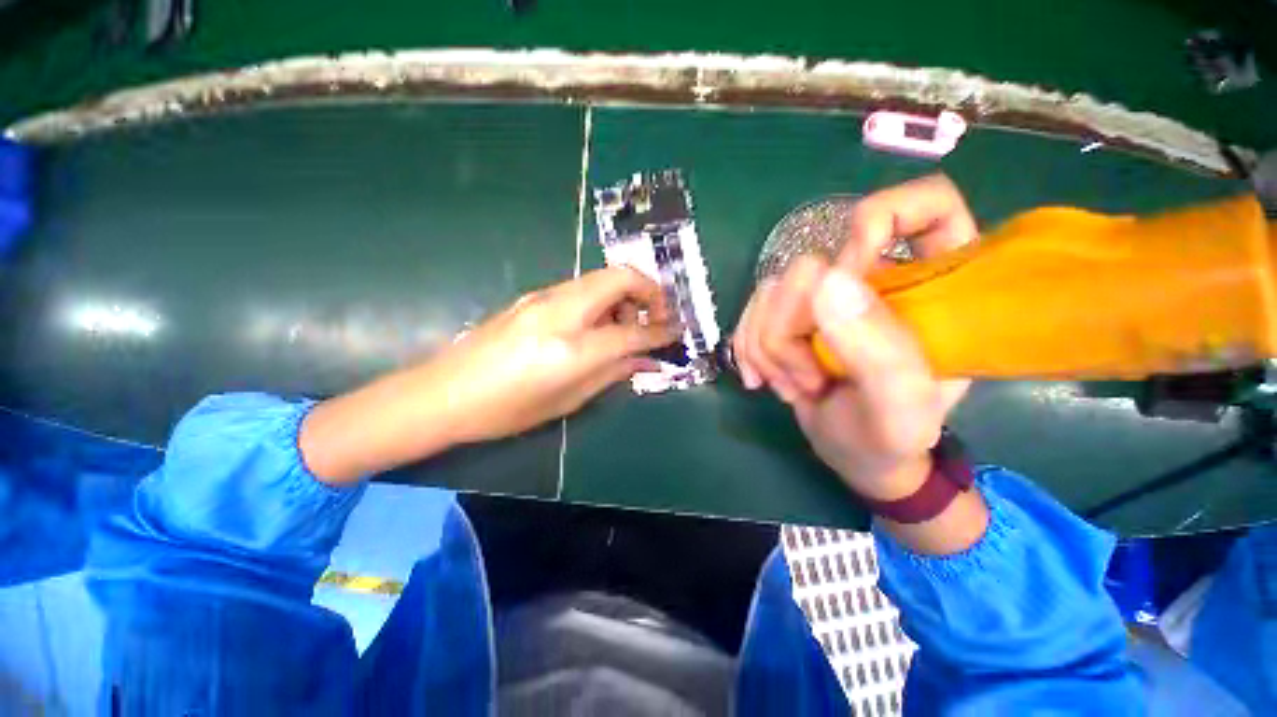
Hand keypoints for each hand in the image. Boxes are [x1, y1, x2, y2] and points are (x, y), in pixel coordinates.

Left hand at [424, 266, 676, 443]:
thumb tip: (647, 361)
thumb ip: (613, 374)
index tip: (677, 332)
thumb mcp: (568, 400)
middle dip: (649, 291)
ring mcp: (545, 297)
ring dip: (624, 295)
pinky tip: (595, 325)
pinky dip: (602, 299)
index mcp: (573, 347)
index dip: (660, 331)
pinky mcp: (534, 296)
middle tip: (656, 318)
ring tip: (624, 326)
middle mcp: (562, 311)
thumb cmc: (507, 409)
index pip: (632, 330)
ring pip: (601, 277)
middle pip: (621, 277)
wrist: (443, 392)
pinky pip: (582, 288)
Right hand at [733, 174, 975, 498]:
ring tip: (793, 386)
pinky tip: (762, 380)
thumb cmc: (891, 437)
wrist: (855, 455)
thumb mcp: (898, 407)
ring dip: (767, 348)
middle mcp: (873, 279)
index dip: (883, 219)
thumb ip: (876, 348)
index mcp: (929, 287)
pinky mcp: (791, 315)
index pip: (925, 207)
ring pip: (771, 292)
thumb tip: (826, 280)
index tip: (850, 270)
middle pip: (810, 266)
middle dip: (791, 330)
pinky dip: (748, 350)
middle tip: (808, 378)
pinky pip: (751, 311)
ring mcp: (826, 297)